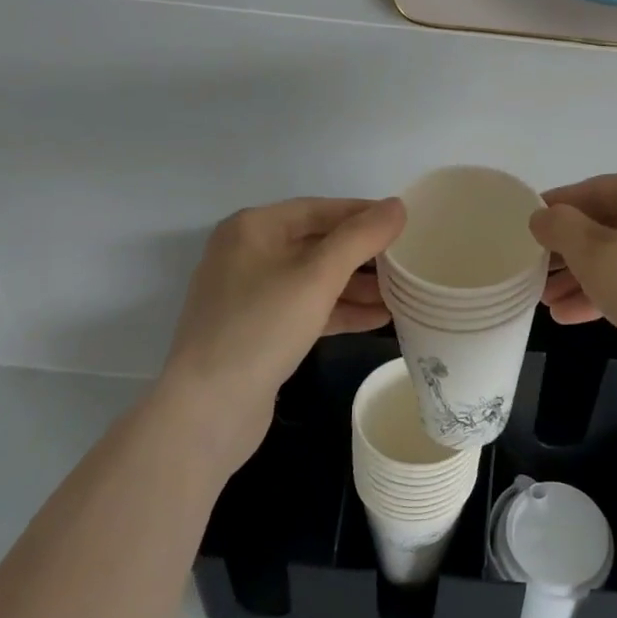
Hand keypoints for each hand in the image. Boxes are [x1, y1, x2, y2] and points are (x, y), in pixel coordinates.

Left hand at [160, 196, 405, 472]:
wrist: (207, 410)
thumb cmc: (262, 327)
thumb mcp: (317, 276)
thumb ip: (360, 237)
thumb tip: (397, 207)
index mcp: (253, 228)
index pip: (321, 209)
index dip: (365, 214)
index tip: (406, 224)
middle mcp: (248, 254)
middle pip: (318, 243)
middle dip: (364, 255)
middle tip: (409, 262)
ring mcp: (251, 295)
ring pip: (315, 279)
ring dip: (357, 286)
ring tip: (404, 293)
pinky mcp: (258, 330)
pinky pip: (307, 309)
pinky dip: (340, 311)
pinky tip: (379, 319)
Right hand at [532, 169, 616, 387]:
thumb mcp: (598, 255)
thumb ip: (562, 229)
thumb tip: (542, 216)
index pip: (597, 189)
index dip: (557, 206)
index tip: (525, 223)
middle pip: (610, 225)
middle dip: (568, 250)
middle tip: (532, 269)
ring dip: (583, 277)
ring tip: (545, 300)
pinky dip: (608, 296)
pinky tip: (570, 316)